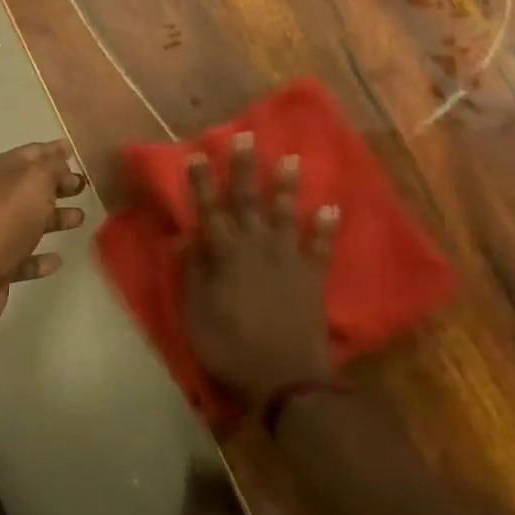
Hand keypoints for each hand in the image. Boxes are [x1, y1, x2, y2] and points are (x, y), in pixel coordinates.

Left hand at [0, 141, 86, 334]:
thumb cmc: (7, 217)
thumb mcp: (36, 180)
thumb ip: (53, 167)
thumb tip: (61, 161)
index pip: (30, 153)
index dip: (54, 151)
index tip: (75, 153)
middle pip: (30, 186)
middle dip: (57, 185)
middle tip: (83, 187)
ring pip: (29, 220)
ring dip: (55, 218)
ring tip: (79, 219)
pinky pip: (24, 256)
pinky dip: (40, 257)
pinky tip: (57, 260)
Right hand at [181, 133, 339, 410]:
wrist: (286, 379)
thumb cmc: (231, 348)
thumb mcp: (195, 315)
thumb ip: (191, 274)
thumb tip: (182, 237)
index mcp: (224, 254)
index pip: (208, 209)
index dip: (202, 181)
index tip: (198, 153)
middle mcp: (255, 246)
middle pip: (248, 199)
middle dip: (245, 167)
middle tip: (246, 136)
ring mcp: (288, 258)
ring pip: (286, 213)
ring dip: (288, 185)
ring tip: (292, 158)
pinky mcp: (312, 275)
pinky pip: (321, 245)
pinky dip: (326, 227)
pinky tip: (332, 207)